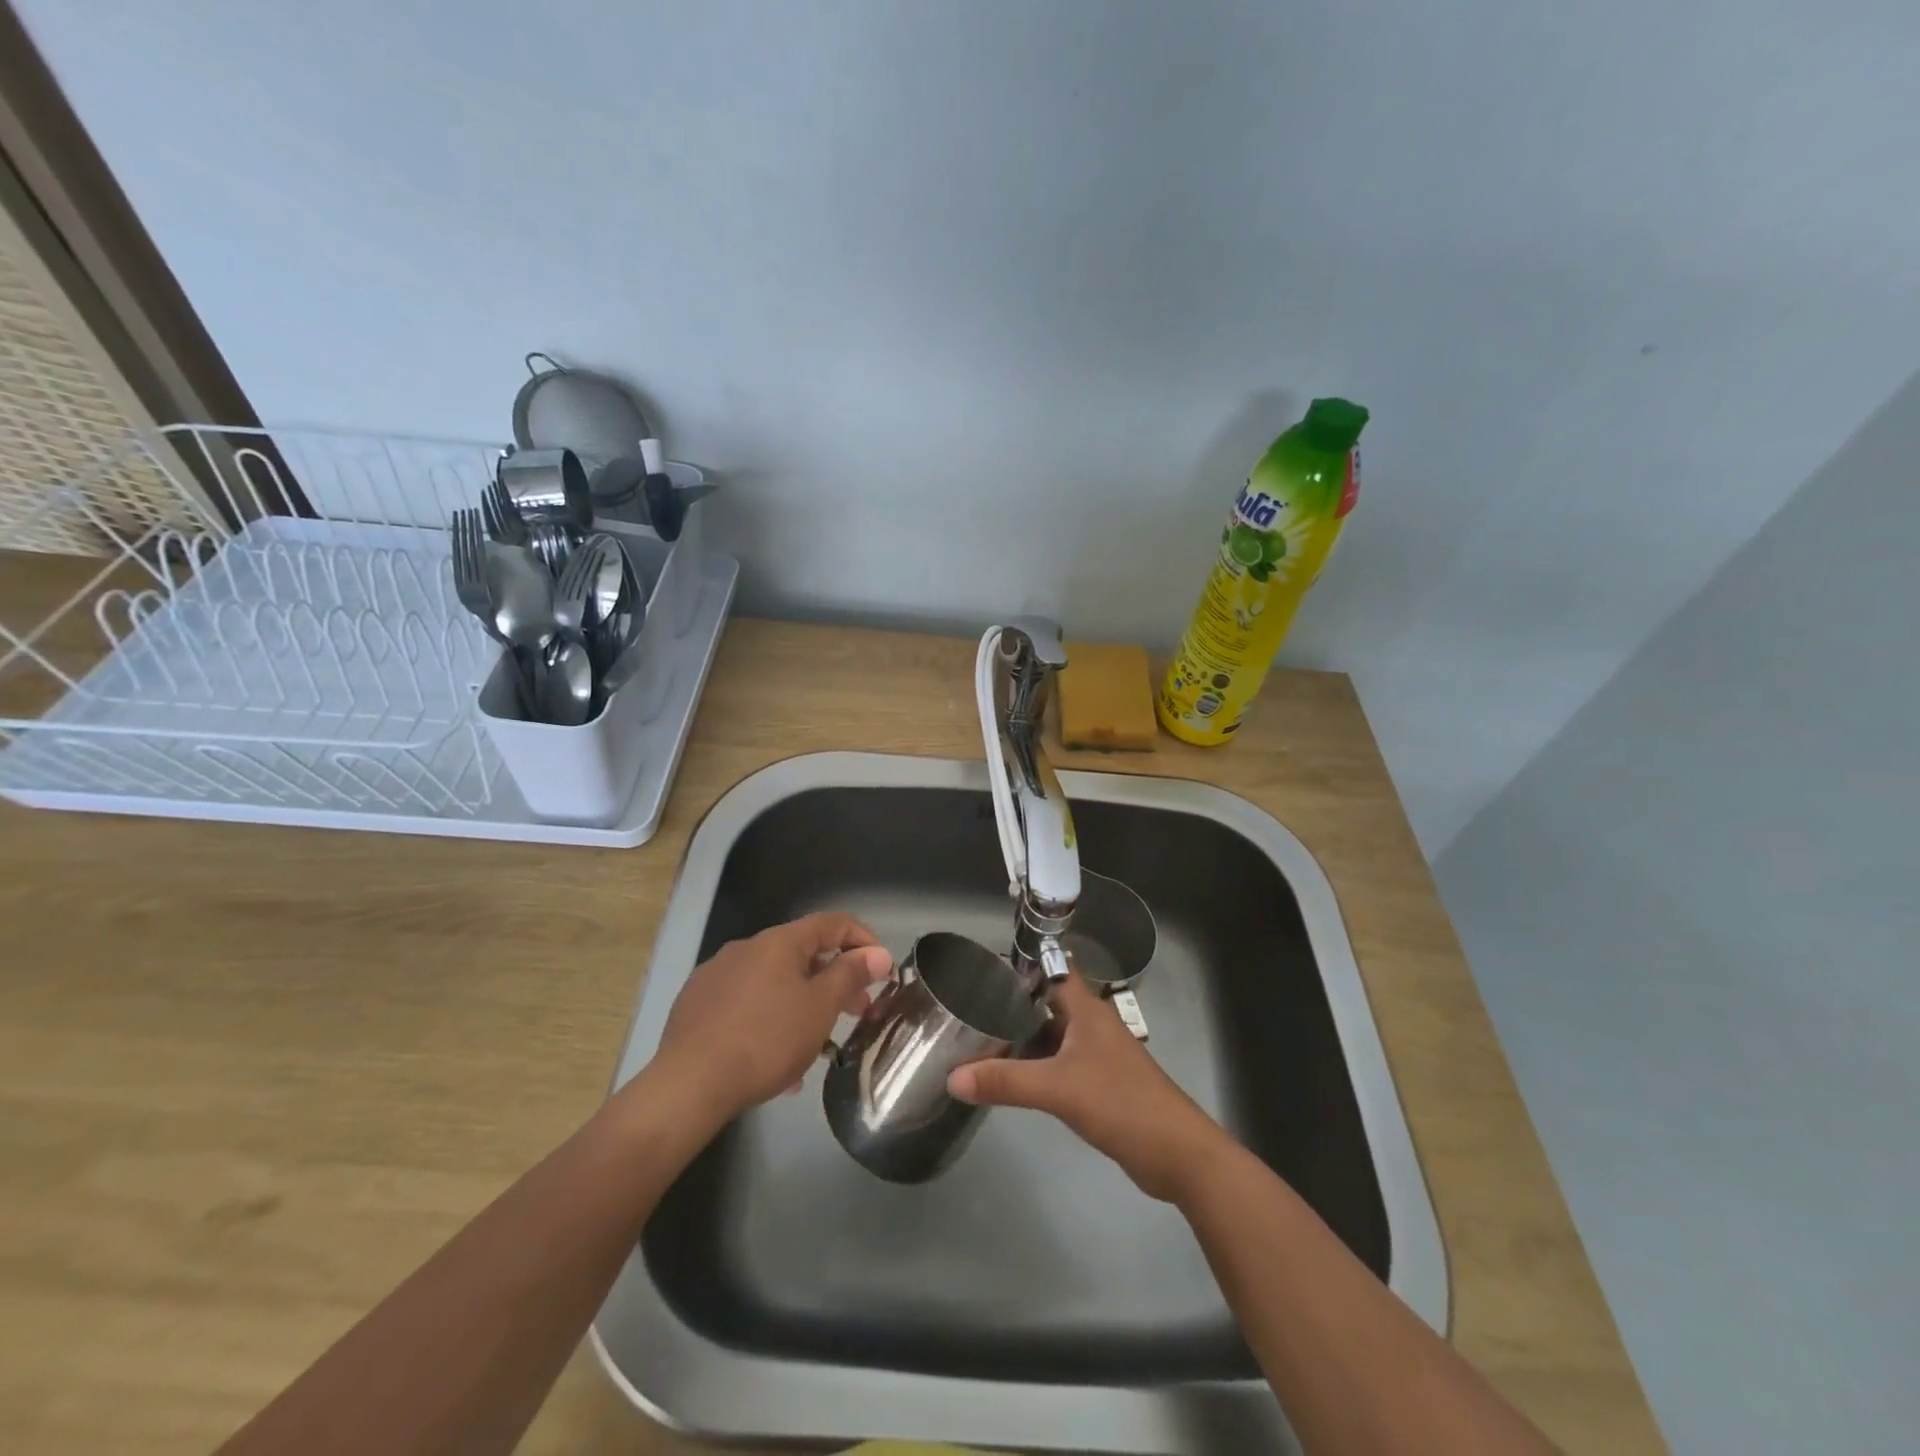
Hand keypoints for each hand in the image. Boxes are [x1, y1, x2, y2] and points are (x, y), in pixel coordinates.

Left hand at [651, 912, 891, 1122]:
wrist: (688, 1084)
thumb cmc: (766, 1040)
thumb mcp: (820, 1008)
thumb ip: (851, 975)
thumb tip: (878, 953)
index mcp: (779, 941)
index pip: (833, 922)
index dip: (864, 940)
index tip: (881, 971)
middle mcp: (747, 947)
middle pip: (803, 953)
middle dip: (835, 980)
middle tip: (856, 1012)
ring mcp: (717, 974)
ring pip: (775, 982)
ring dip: (803, 1004)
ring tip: (816, 1045)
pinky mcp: (697, 1003)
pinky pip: (747, 1003)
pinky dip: (770, 1020)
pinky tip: (775, 1060)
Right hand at [947, 972, 1234, 1201]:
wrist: (1178, 1154)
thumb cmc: (1122, 1103)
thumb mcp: (1058, 1089)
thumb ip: (1006, 1081)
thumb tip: (952, 1078)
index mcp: (1087, 1010)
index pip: (1052, 969)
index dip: (1023, 963)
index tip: (984, 965)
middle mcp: (1092, 1026)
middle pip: (1048, 1003)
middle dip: (1013, 1004)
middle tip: (969, 1006)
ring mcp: (1098, 1056)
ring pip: (1053, 1035)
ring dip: (1024, 1037)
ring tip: (981, 1039)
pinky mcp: (1100, 1085)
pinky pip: (1060, 1064)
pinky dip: (1037, 1065)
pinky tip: (1013, 1077)